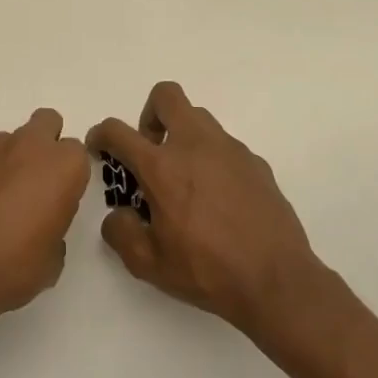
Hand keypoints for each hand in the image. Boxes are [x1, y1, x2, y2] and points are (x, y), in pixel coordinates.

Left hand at [0, 108, 90, 330]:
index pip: (77, 154)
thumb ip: (54, 227)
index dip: (69, 176)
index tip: (60, 199)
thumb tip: (40, 224)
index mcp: (63, 166)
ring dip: (9, 158)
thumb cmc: (12, 267)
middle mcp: (29, 146)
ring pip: (9, 139)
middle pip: (47, 123)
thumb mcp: (52, 260)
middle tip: (35, 182)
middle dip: (45, 145)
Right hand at [87, 81, 328, 332]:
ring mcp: (230, 150)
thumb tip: (119, 215)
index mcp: (162, 167)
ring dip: (182, 135)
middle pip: (166, 96)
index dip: (101, 134)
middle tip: (150, 151)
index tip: (100, 148)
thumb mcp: (148, 264)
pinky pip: (225, 147)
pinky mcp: (256, 163)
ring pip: (199, 118)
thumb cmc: (207, 271)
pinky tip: (218, 199)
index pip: (119, 131)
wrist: (277, 281)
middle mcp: (195, 146)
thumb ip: (121, 232)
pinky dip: (212, 160)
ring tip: (184, 178)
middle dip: (149, 115)